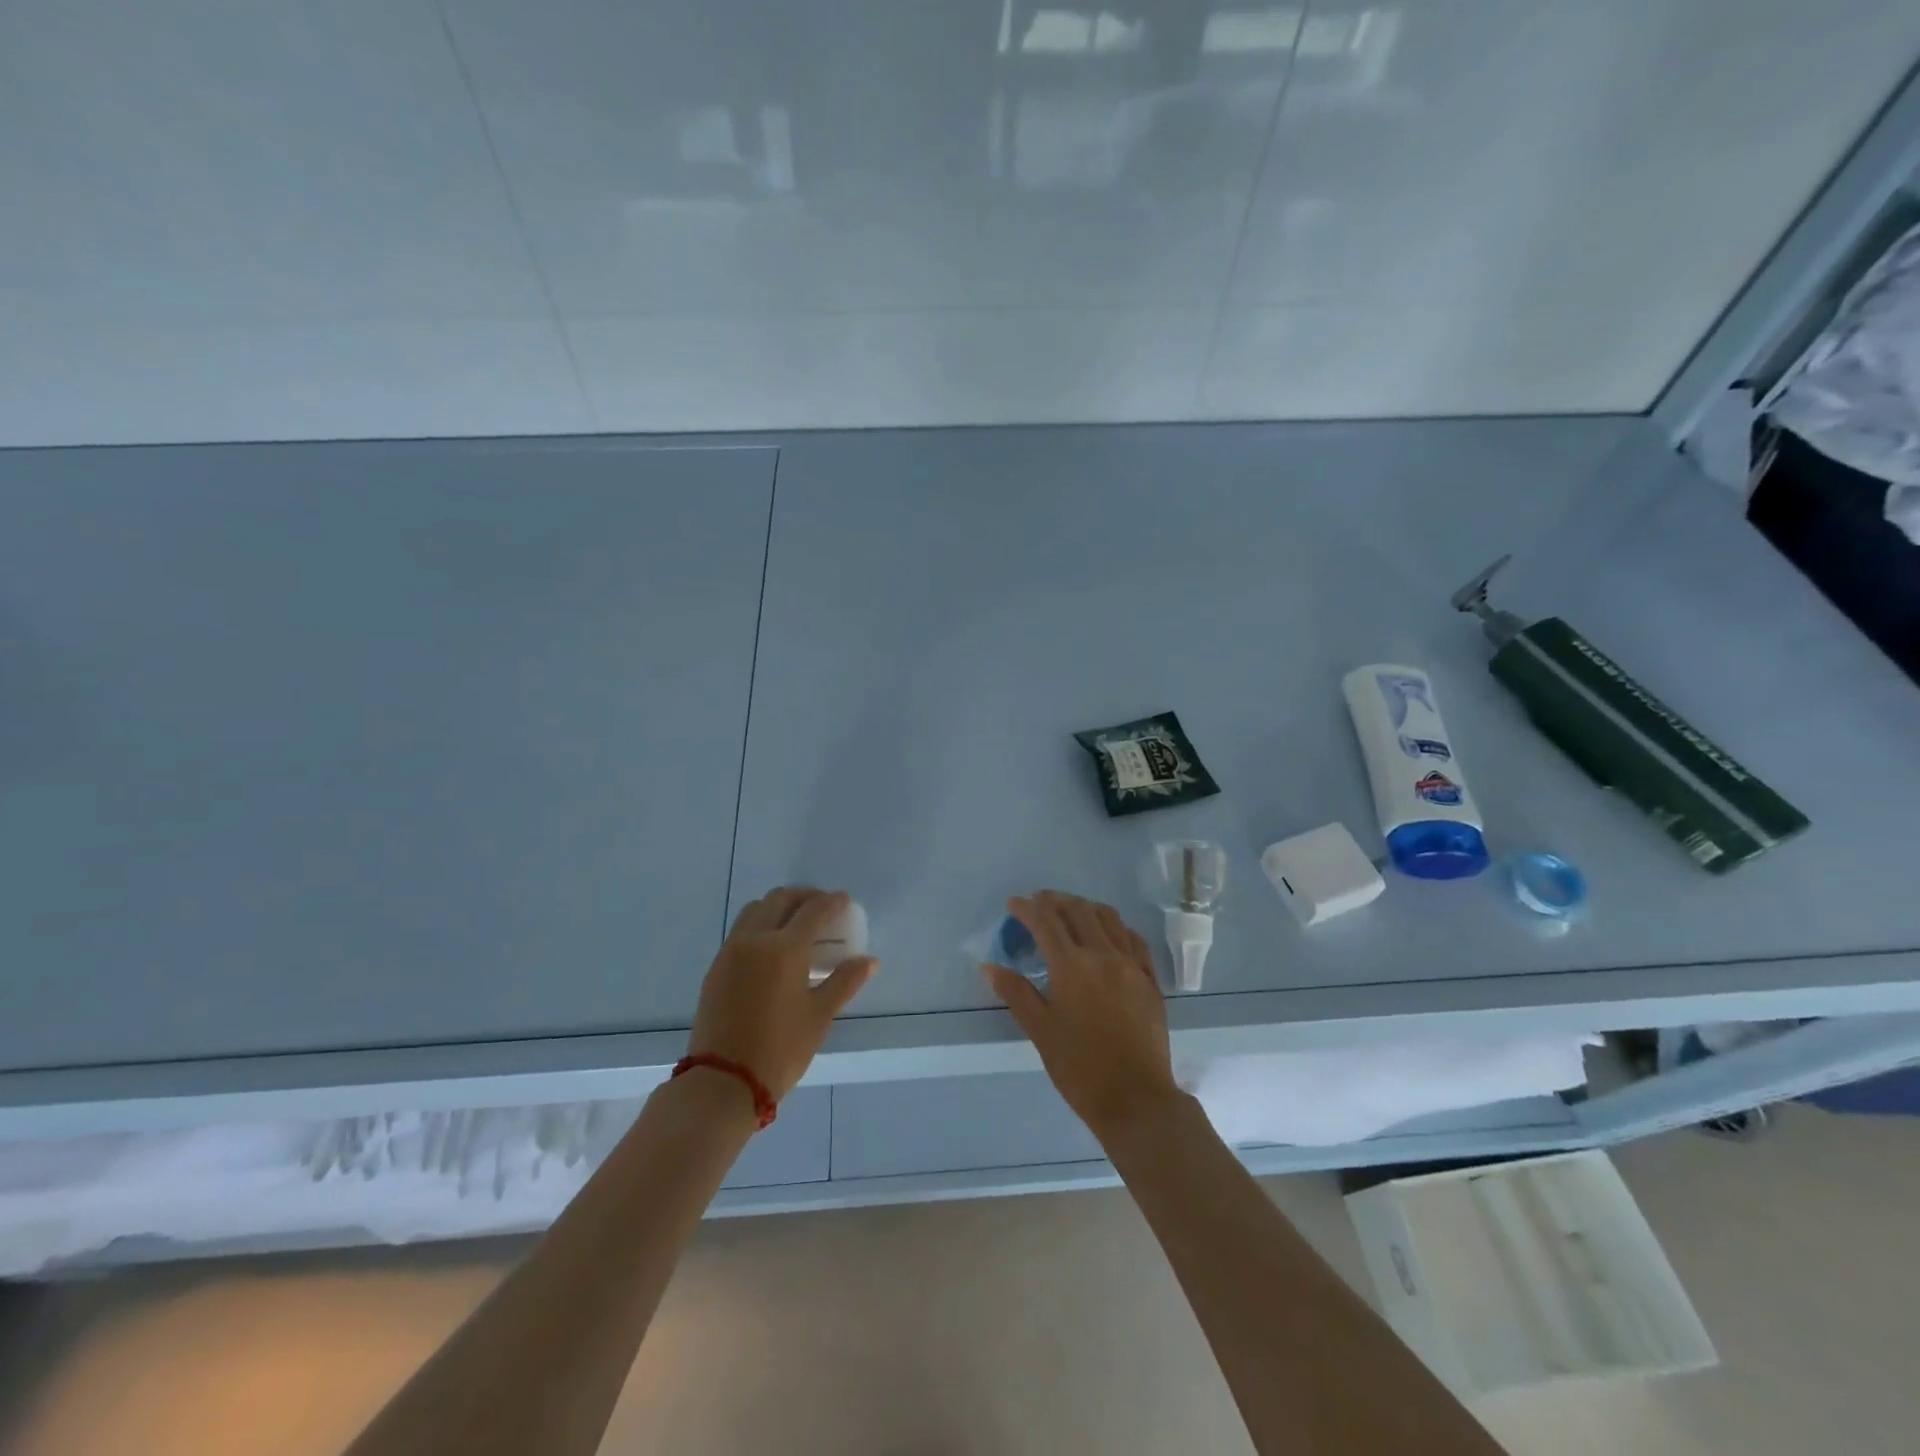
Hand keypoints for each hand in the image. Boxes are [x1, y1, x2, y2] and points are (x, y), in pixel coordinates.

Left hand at [689, 887, 876, 1101]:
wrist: (723, 1082)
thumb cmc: (780, 1049)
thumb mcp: (820, 1015)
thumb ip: (845, 981)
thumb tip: (870, 961)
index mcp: (784, 948)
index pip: (813, 910)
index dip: (832, 902)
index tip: (845, 901)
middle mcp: (755, 940)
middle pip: (780, 899)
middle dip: (804, 896)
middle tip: (822, 907)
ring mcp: (731, 951)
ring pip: (755, 910)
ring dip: (779, 907)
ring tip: (796, 923)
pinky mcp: (716, 967)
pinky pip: (741, 930)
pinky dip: (760, 925)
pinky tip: (772, 947)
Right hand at [982, 891, 1181, 1142]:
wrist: (1136, 1099)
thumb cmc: (1080, 1068)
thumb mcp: (1041, 1032)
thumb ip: (1016, 993)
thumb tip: (989, 967)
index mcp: (1071, 966)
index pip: (1046, 922)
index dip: (1027, 908)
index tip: (1014, 904)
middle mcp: (1102, 955)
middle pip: (1078, 911)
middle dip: (1055, 900)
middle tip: (1039, 903)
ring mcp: (1131, 965)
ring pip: (1109, 918)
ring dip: (1086, 907)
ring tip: (1071, 911)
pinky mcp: (1150, 979)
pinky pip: (1133, 939)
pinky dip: (1116, 927)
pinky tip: (1108, 935)